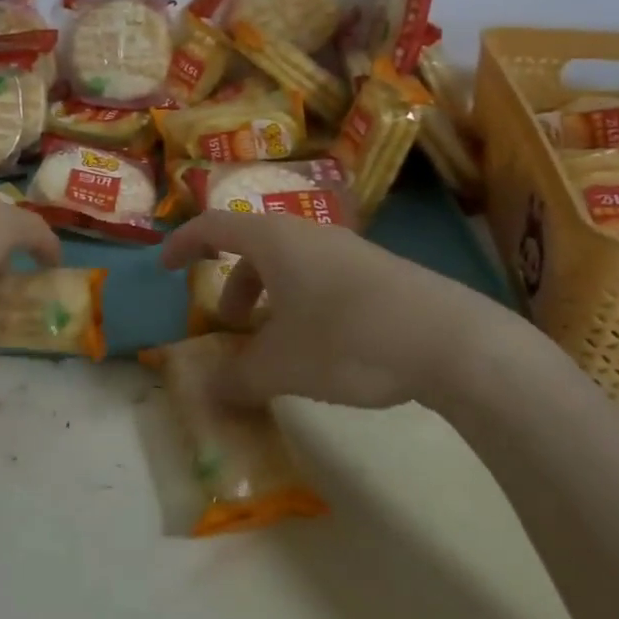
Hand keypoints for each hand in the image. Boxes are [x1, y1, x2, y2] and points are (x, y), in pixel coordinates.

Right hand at [161, 211, 522, 410]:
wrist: (453, 341)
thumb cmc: (348, 339)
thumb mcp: (282, 365)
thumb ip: (237, 378)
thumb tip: (206, 392)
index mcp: (274, 240)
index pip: (213, 226)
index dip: (183, 244)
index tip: (165, 267)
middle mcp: (308, 234)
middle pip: (254, 248)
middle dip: (233, 285)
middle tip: (230, 326)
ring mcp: (349, 251)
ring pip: (291, 265)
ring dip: (270, 298)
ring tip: (277, 345)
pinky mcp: (381, 273)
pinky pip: (323, 278)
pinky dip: (303, 303)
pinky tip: (324, 347)